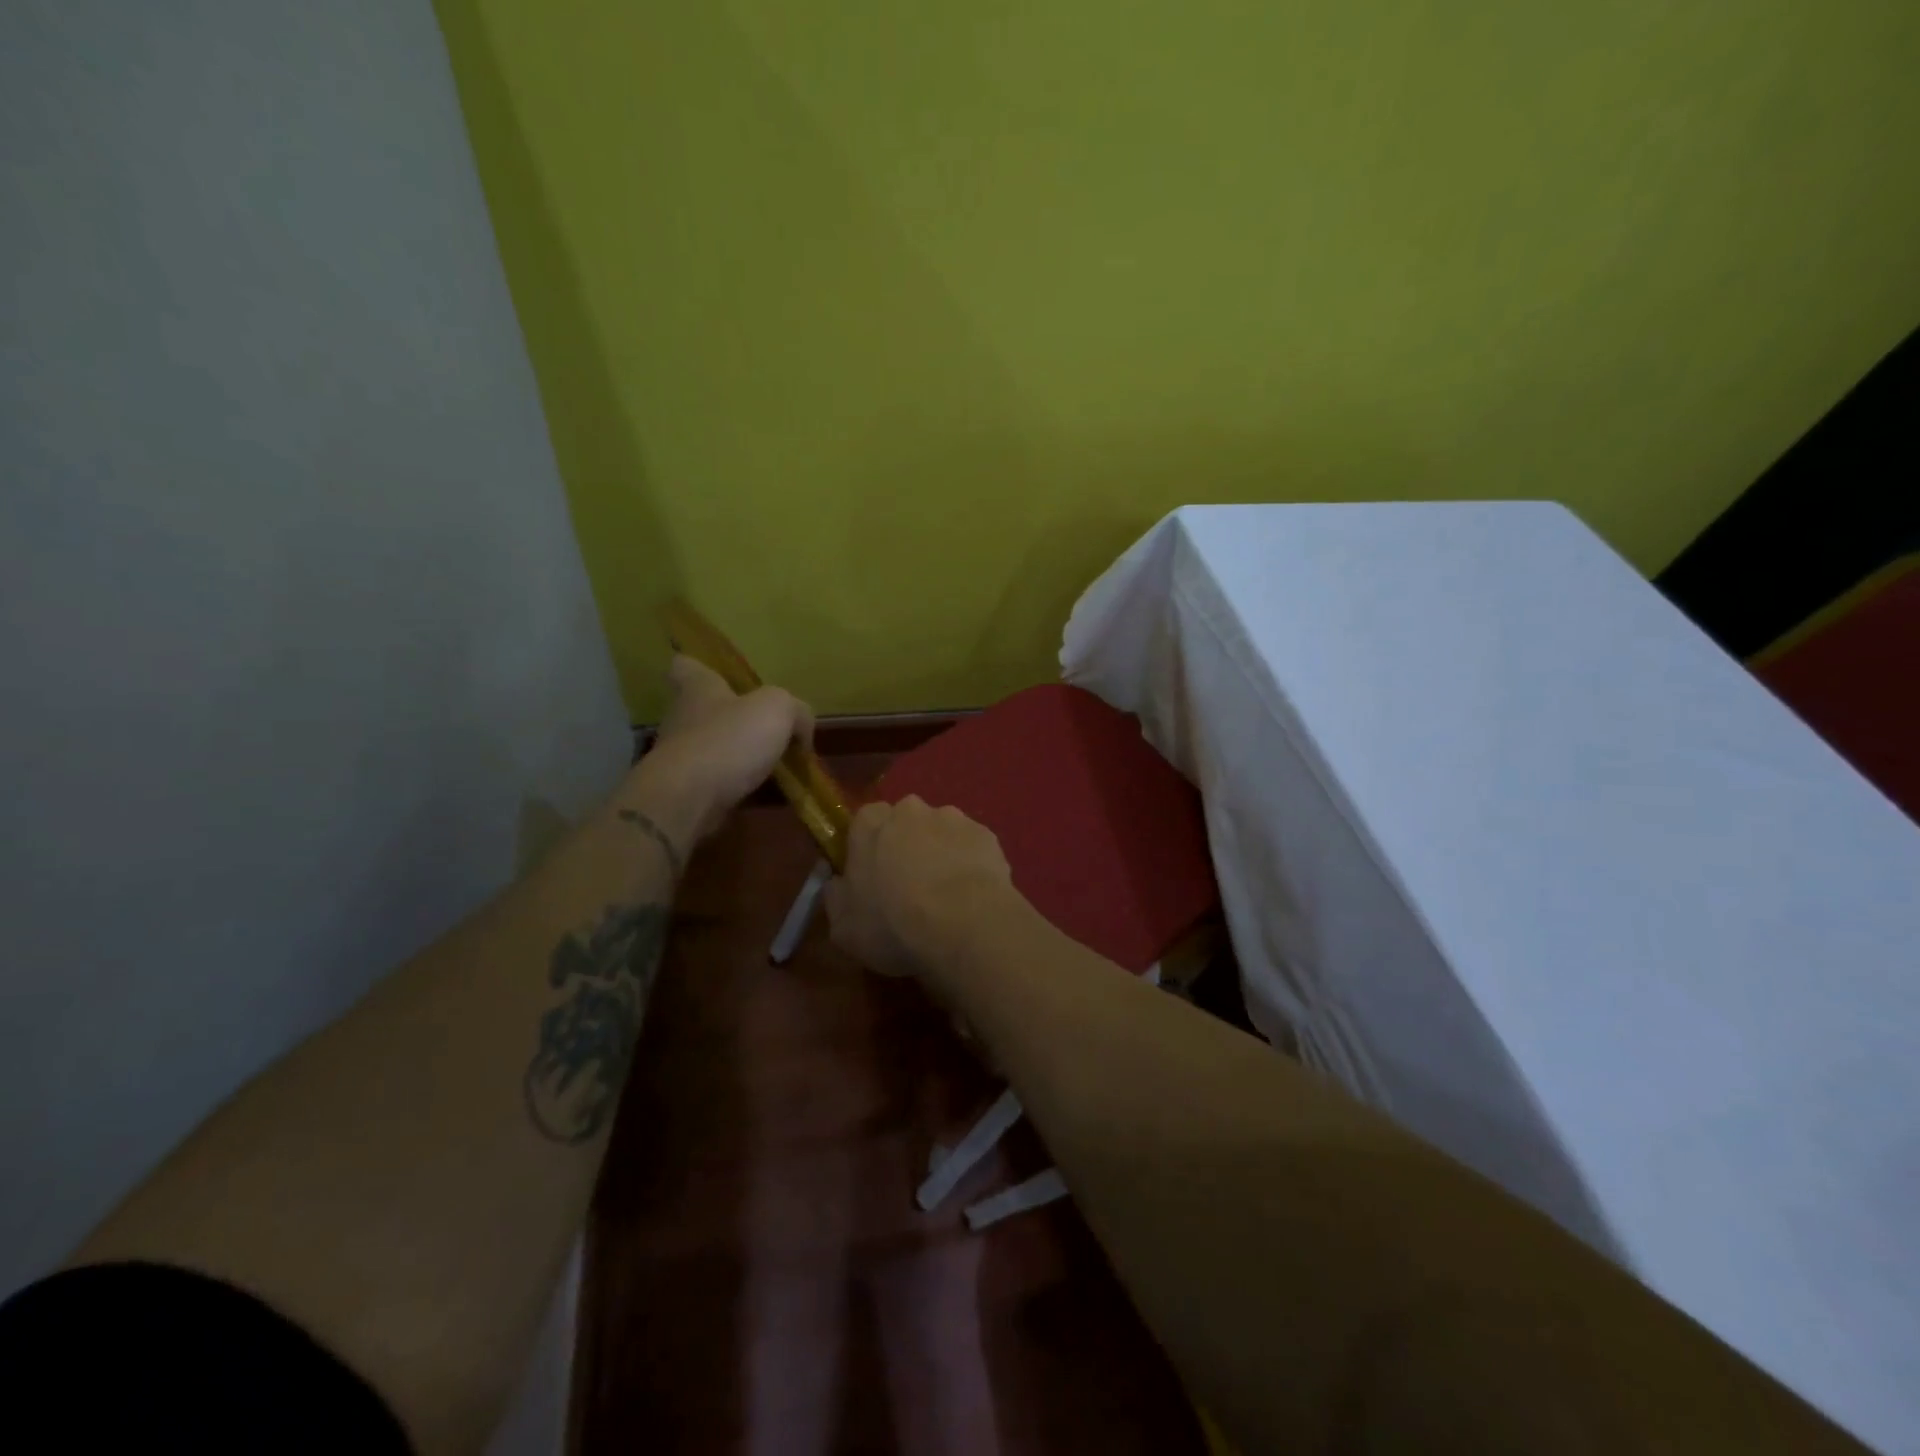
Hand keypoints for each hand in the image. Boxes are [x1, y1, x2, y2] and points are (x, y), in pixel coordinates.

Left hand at [622, 655, 813, 848]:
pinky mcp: (685, 789)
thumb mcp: (778, 710)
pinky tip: (764, 793)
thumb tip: (802, 729)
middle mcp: (682, 717)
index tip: (718, 676)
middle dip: (729, 716)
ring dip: (737, 754)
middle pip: (702, 709)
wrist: (689, 799)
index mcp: (698, 688)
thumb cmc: (730, 739)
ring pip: (712, 747)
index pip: (686, 665)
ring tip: (774, 765)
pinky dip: (737, 785)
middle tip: (764, 726)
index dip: (700, 667)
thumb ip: (796, 711)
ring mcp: (680, 756)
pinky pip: (716, 781)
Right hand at [824, 796, 1014, 981]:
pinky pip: (972, 848)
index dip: (869, 849)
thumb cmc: (893, 925)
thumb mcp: (844, 928)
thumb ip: (836, 898)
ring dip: (941, 854)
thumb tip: (837, 884)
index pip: (864, 822)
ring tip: (947, 896)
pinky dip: (970, 865)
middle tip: (911, 887)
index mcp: (870, 823)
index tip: (873, 878)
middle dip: (907, 847)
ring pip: (942, 834)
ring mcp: (953, 818)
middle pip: (905, 824)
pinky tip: (972, 896)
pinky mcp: (987, 835)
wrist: (964, 925)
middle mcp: (911, 809)